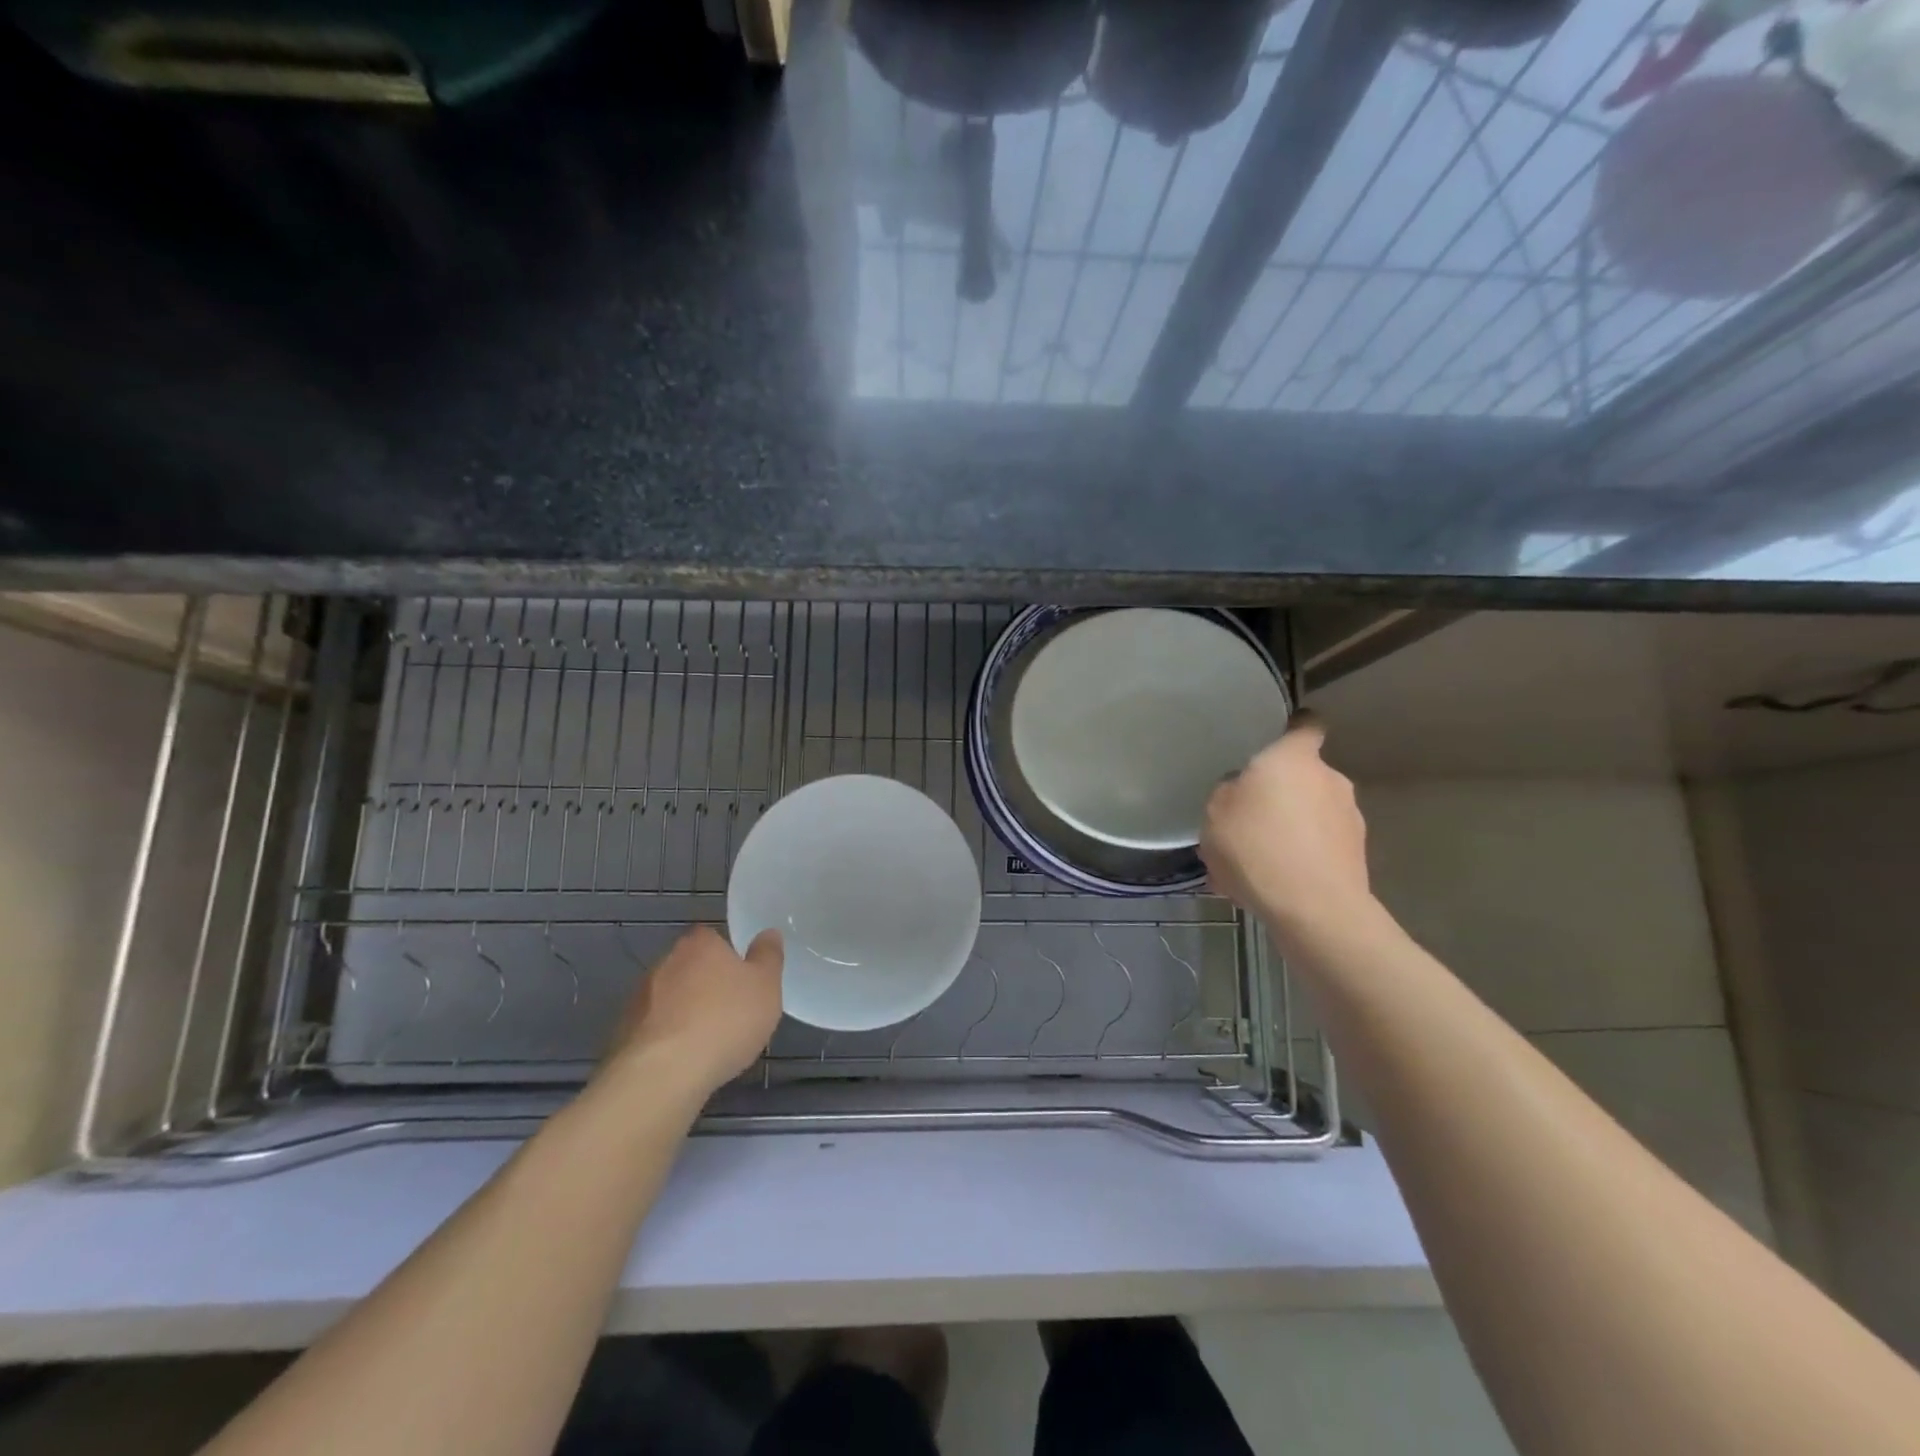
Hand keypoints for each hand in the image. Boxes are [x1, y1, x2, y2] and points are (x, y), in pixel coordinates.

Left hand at [607, 925, 783, 1098]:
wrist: (662, 1074)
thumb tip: (768, 933)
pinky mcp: (623, 1033)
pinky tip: (683, 1062)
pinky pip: (655, 1029)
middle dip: (707, 987)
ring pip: (671, 1000)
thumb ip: (768, 956)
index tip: (743, 983)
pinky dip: (668, 1040)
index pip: (715, 940)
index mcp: (700, 943)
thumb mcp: (766, 985)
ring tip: (708, 1044)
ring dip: (685, 1014)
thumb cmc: (725, 1021)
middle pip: (692, 968)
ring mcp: (639, 998)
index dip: (731, 959)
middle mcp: (665, 962)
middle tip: (731, 1013)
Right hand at [1201, 714, 1372, 934]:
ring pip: (1311, 815)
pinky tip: (1271, 883)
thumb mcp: (1215, 813)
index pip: (1306, 725)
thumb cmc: (1257, 846)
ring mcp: (1350, 819)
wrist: (1313, 909)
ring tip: (1255, 861)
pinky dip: (1299, 858)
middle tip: (1247, 819)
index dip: (1293, 728)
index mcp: (1295, 758)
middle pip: (1303, 777)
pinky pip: (1318, 848)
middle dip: (1280, 794)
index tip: (1278, 738)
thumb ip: (1229, 792)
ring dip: (1289, 829)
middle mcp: (1331, 779)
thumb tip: (1242, 790)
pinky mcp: (1357, 856)